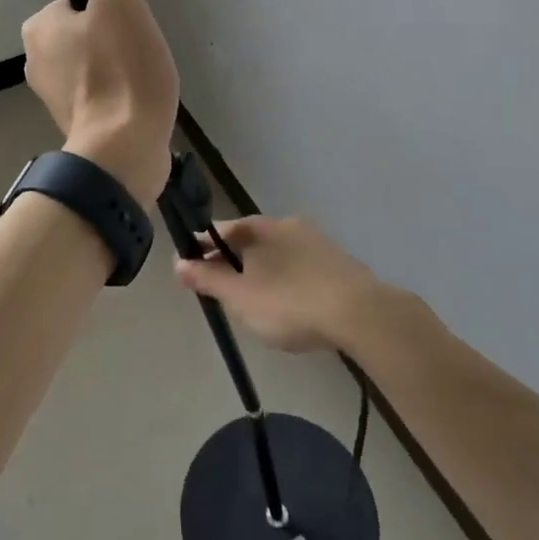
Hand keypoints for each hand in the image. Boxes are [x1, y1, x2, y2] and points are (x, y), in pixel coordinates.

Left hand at [21, 0, 178, 205]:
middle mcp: (36, 60)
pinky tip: (135, 101)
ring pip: (98, 62)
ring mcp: (54, 95)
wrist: (123, 146)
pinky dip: (120, 93)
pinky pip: (103, 92)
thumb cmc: (120, 69)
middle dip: (117, 38)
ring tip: (141, 79)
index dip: (113, 7)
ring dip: (121, 67)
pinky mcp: (75, 122)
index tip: (130, 26)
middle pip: (90, 31)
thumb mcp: (120, 1)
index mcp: (38, 28)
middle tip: (138, 52)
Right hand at [175, 215, 392, 353]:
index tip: (190, 263)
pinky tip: (289, 302)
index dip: (203, 246)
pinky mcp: (339, 263)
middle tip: (221, 285)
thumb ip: (209, 280)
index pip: (222, 230)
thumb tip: (178, 263)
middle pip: (250, 239)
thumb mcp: (240, 297)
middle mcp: (288, 225)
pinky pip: (301, 266)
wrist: (360, 314)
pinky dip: (287, 279)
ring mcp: (317, 242)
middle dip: (233, 259)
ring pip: (277, 252)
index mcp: (261, 227)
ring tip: (253, 298)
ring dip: (261, 269)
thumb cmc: (290, 303)